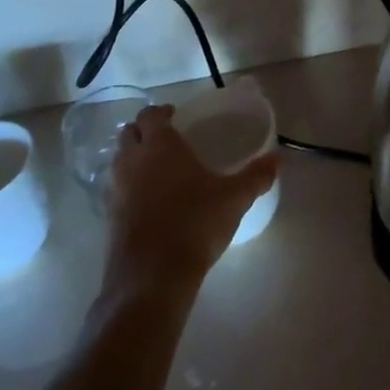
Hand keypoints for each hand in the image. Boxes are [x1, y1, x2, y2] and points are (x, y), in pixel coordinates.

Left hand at [103, 105, 277, 297]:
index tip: (175, 116)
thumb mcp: (235, 198)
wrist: (152, 278)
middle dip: (143, 131)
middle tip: (166, 138)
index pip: (150, 115)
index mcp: (160, 146)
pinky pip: (116, 190)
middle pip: (128, 133)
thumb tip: (280, 159)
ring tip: (157, 168)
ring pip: (118, 161)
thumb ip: (257, 176)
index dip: (161, 112)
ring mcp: (117, 190)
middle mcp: (133, 161)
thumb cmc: (195, 224)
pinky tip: (149, 201)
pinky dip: (128, 186)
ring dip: (133, 157)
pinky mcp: (109, 218)